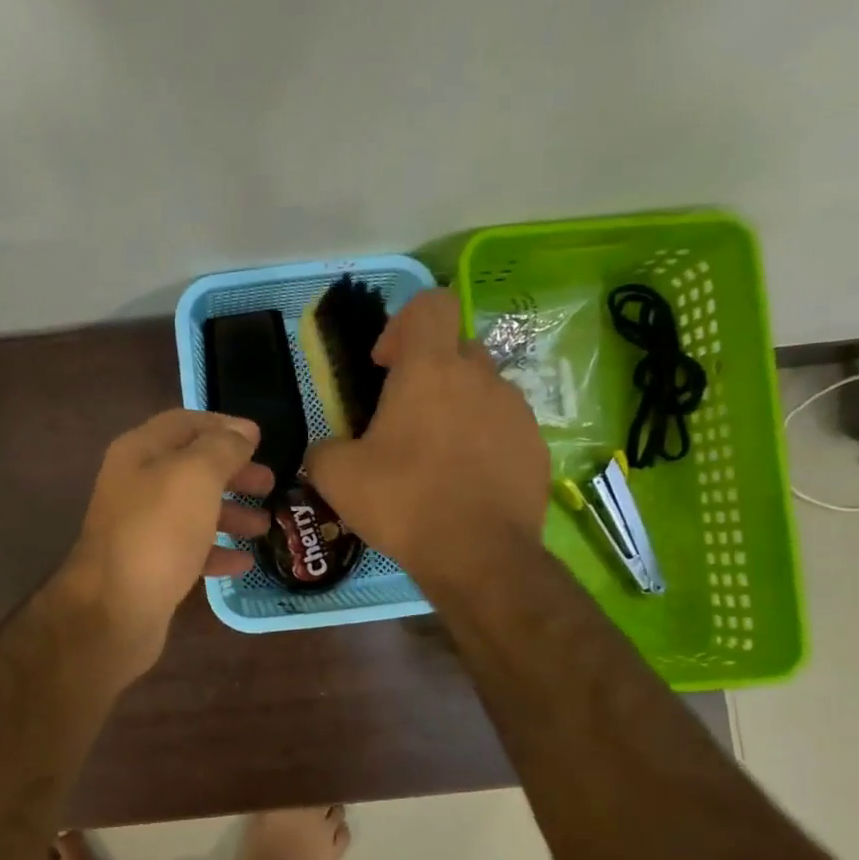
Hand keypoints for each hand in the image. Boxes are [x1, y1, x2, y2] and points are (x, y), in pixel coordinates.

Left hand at [58, 409, 272, 676]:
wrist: (114, 610)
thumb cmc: (158, 532)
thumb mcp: (196, 477)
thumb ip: (223, 448)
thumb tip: (243, 431)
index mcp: (140, 452)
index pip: (185, 423)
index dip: (223, 426)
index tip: (260, 439)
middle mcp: (136, 484)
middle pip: (191, 467)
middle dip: (232, 472)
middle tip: (270, 483)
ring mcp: (140, 527)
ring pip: (192, 509)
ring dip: (230, 512)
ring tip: (263, 525)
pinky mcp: (148, 565)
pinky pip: (188, 549)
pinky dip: (216, 550)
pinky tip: (243, 563)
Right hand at [305, 289, 549, 587]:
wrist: (478, 555)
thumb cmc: (403, 502)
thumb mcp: (336, 476)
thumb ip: (323, 448)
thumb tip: (325, 450)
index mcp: (430, 369)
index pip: (431, 304)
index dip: (403, 324)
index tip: (385, 366)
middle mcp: (479, 377)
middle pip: (456, 348)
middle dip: (429, 371)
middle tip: (403, 417)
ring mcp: (515, 410)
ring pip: (482, 388)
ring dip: (457, 406)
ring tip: (435, 455)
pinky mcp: (535, 445)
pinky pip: (503, 426)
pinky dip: (482, 439)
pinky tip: (465, 480)